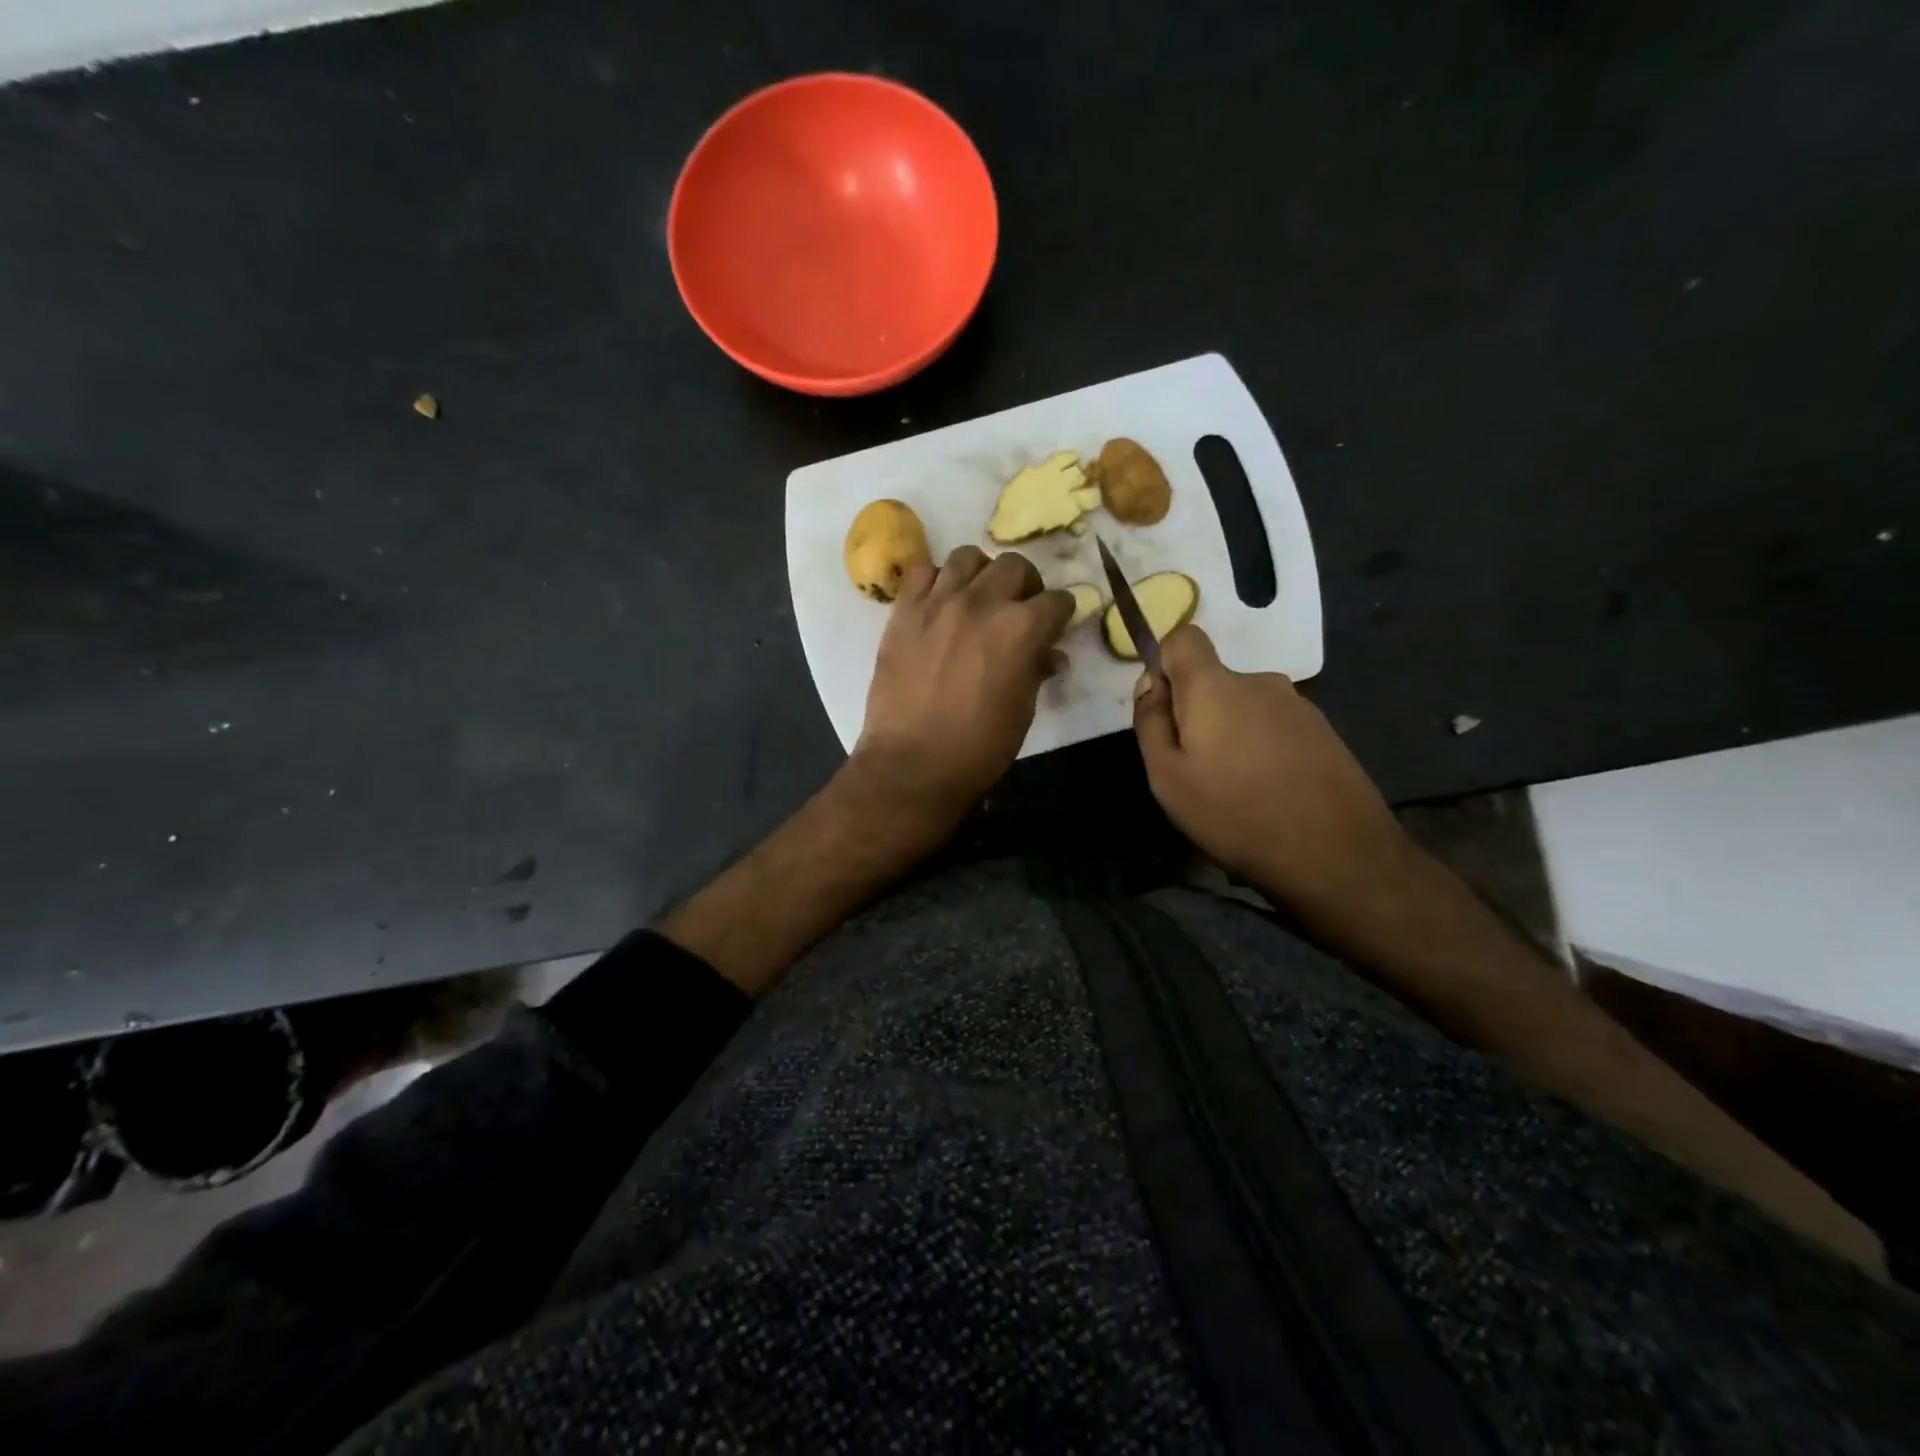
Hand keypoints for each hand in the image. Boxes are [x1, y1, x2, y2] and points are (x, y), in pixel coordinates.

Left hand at [854, 546, 1073, 834]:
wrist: (912, 764)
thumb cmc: (978, 747)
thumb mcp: (1022, 712)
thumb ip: (1036, 671)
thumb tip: (1049, 655)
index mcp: (1022, 629)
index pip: (1057, 601)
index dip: (1060, 614)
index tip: (1055, 625)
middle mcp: (982, 602)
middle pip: (1015, 565)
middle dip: (1025, 585)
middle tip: (1019, 608)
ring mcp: (938, 602)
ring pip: (968, 557)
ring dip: (981, 573)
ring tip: (977, 597)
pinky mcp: (904, 611)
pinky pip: (921, 571)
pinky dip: (935, 580)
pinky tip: (939, 602)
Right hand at [1133, 625, 1418, 927]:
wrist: (1337, 855)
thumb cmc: (1235, 814)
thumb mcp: (1167, 776)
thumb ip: (1151, 721)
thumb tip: (1151, 682)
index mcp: (1215, 686)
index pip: (1184, 638)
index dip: (1165, 664)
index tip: (1164, 711)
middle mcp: (1260, 682)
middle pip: (1214, 682)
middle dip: (1198, 715)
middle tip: (1196, 771)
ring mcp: (1299, 707)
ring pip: (1246, 709)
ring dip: (1233, 737)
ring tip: (1236, 792)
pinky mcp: (1325, 733)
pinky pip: (1275, 730)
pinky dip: (1264, 752)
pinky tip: (1270, 796)